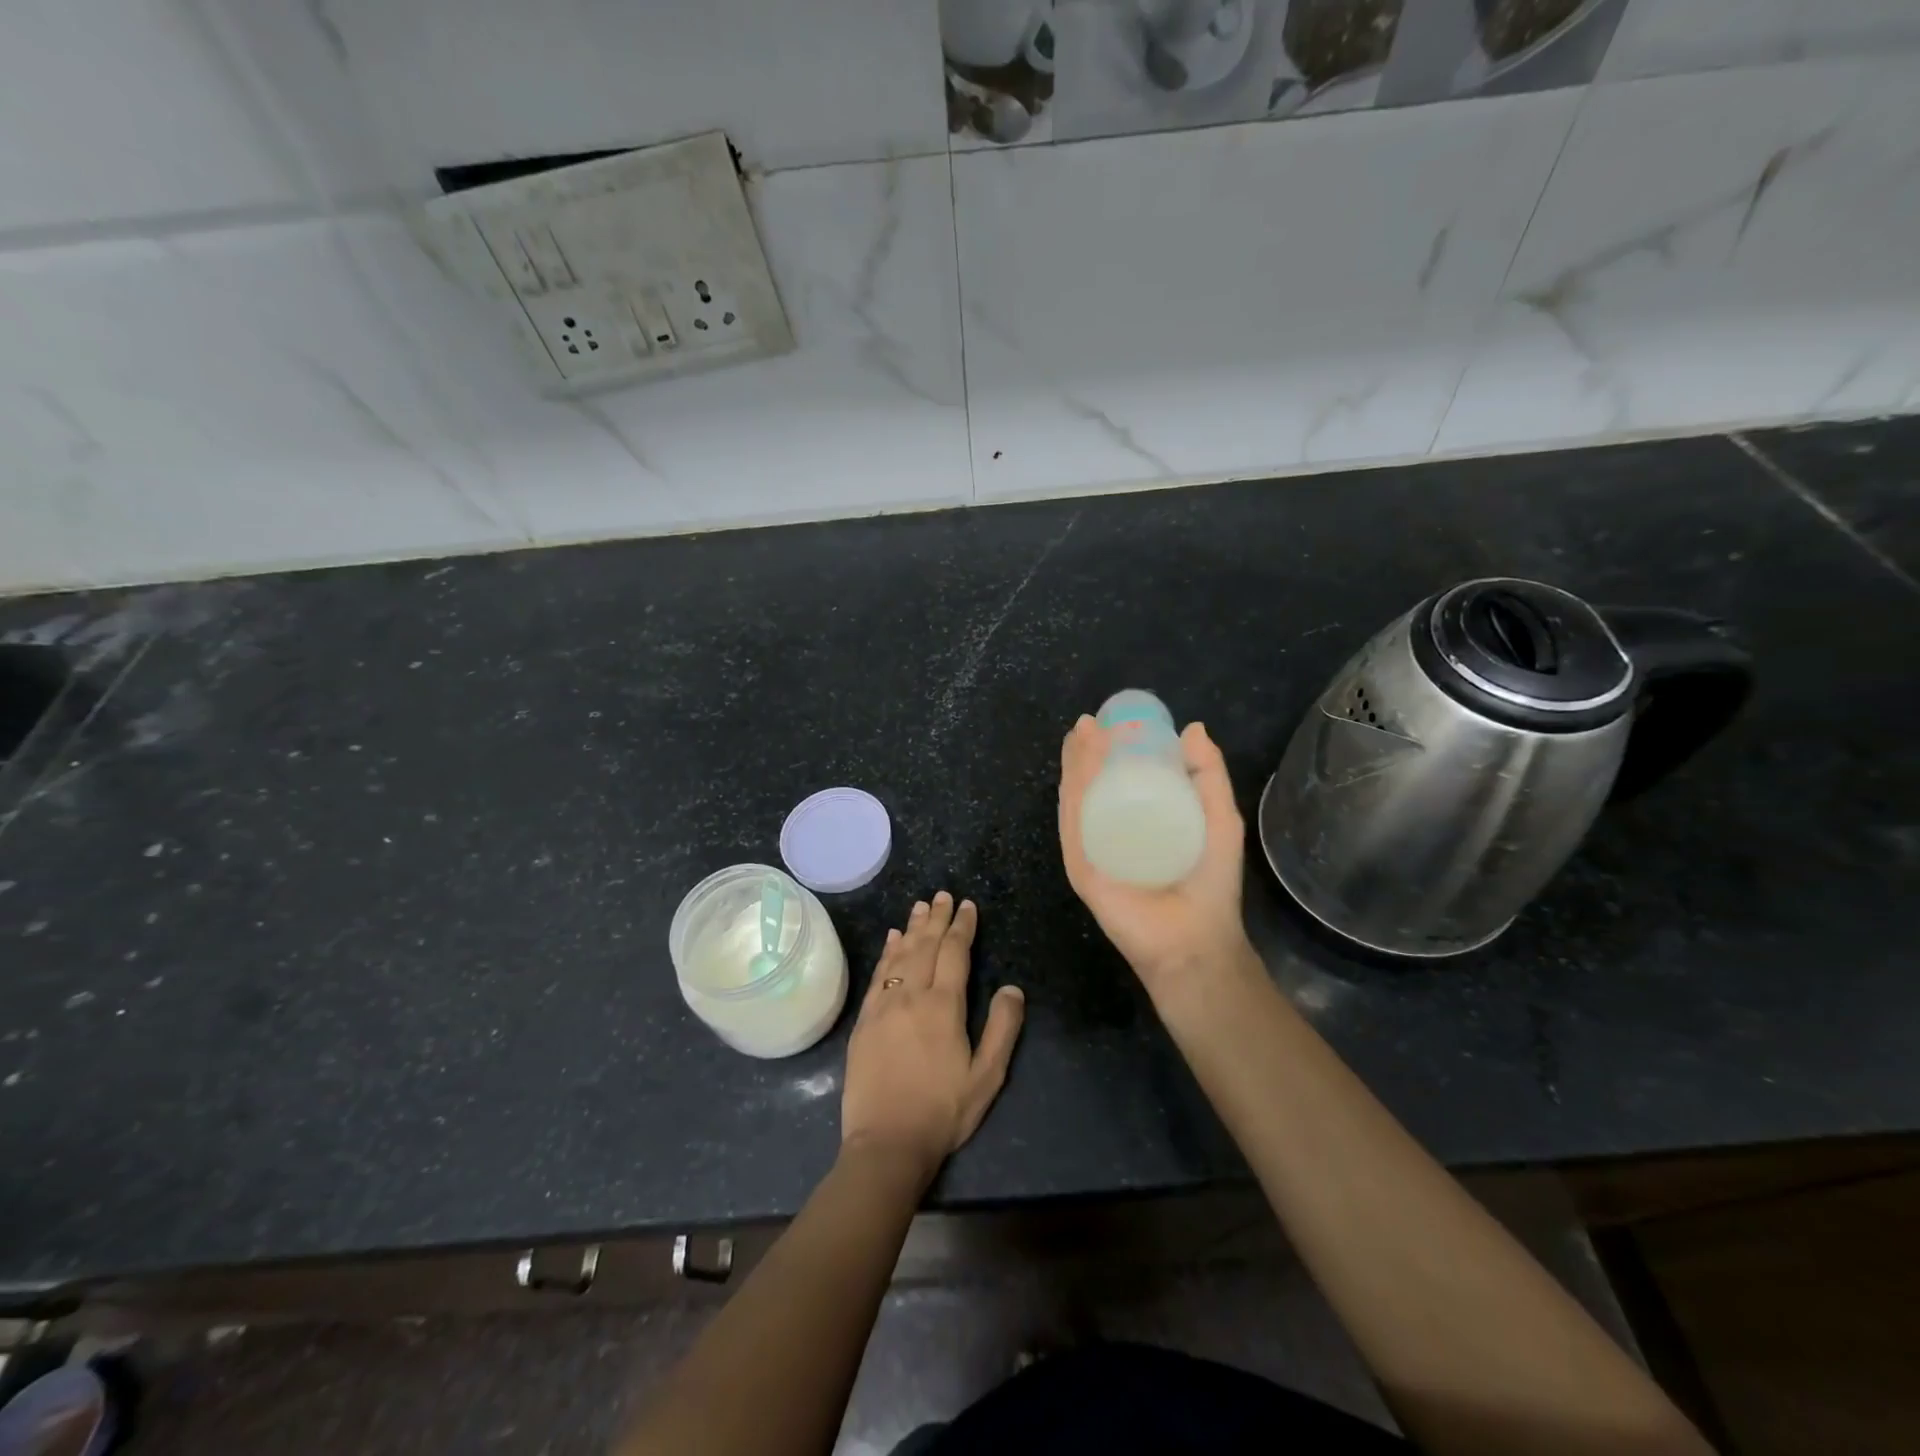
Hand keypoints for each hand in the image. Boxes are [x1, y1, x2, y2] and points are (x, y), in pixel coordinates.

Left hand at [841, 892, 1024, 1182]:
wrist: (886, 1143)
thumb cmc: (943, 1111)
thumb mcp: (987, 1076)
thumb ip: (1002, 1029)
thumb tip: (1013, 988)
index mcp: (943, 1006)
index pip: (954, 953)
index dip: (962, 927)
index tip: (967, 905)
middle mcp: (911, 996)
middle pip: (924, 946)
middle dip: (936, 918)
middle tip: (942, 894)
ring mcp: (883, 1006)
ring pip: (899, 955)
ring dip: (911, 928)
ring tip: (919, 906)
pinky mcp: (864, 1021)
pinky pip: (877, 975)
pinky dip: (886, 953)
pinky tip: (891, 940)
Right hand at [1058, 715, 1253, 994]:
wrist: (1195, 940)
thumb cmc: (1210, 884)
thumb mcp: (1220, 820)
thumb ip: (1209, 776)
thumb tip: (1193, 728)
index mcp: (1139, 823)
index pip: (1119, 780)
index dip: (1114, 749)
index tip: (1116, 721)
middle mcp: (1110, 834)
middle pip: (1091, 786)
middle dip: (1088, 751)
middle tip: (1092, 722)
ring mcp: (1092, 850)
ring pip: (1076, 798)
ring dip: (1076, 763)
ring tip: (1082, 732)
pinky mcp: (1081, 866)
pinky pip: (1072, 823)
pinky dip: (1073, 790)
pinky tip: (1078, 763)